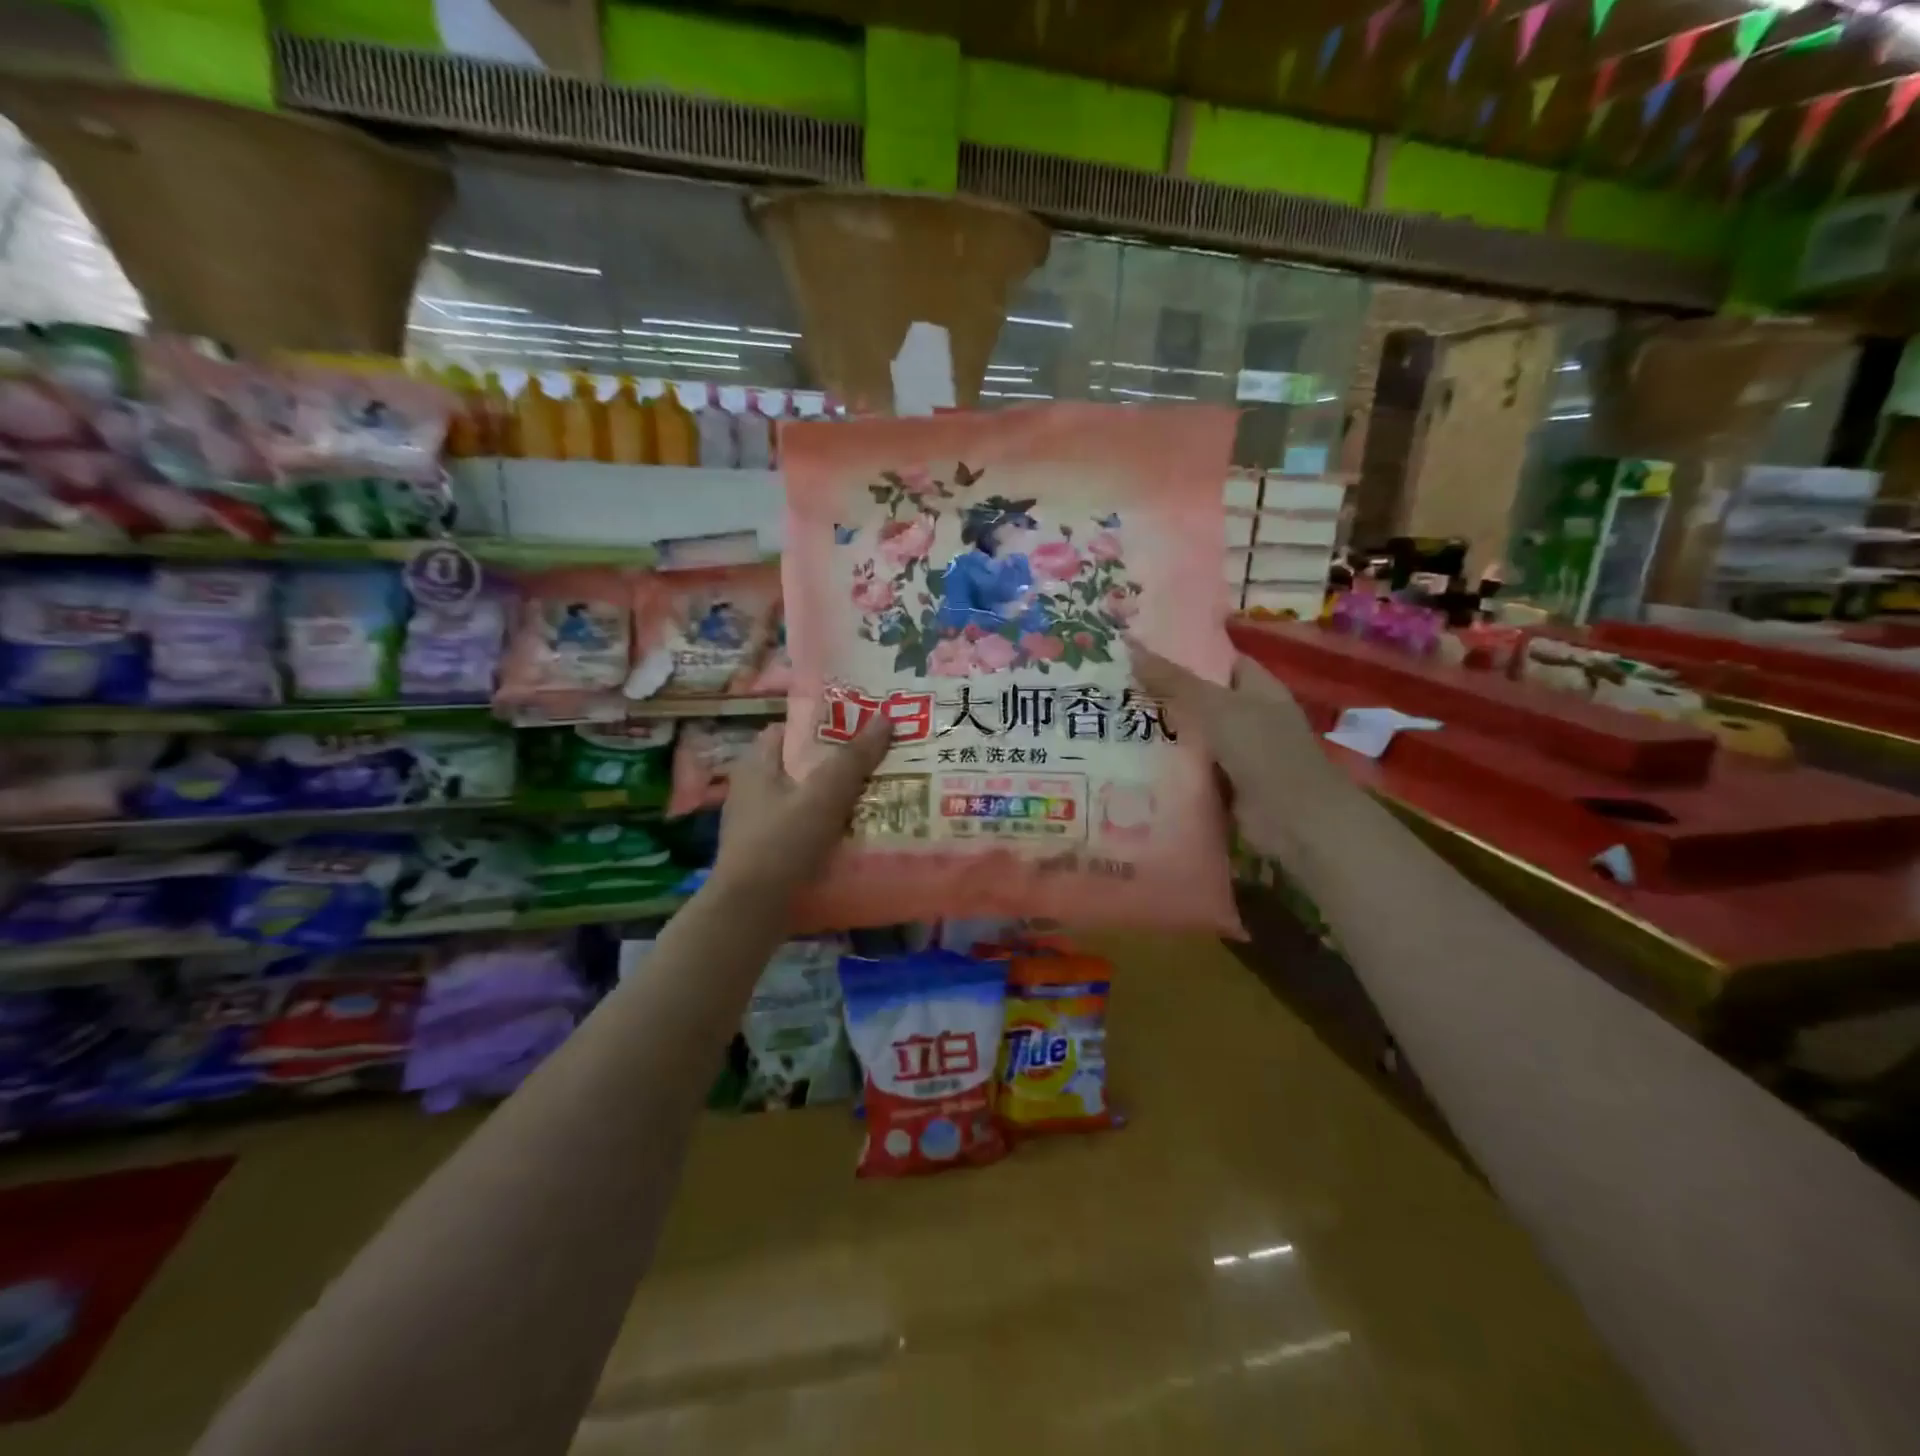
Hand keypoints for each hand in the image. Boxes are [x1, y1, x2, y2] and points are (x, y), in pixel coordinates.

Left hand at [710, 717, 890, 903]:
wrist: (750, 912)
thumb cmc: (783, 843)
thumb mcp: (824, 794)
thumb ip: (854, 757)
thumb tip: (885, 718)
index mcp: (757, 764)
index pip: (789, 728)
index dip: (824, 724)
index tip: (861, 728)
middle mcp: (752, 789)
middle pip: (801, 765)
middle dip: (837, 764)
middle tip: (878, 762)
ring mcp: (757, 823)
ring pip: (804, 799)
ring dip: (835, 799)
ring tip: (876, 797)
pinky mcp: (766, 854)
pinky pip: (802, 829)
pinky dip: (826, 828)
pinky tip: (855, 835)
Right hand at [1130, 644, 1347, 860]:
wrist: (1293, 819)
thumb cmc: (1262, 750)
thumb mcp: (1215, 707)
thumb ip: (1174, 680)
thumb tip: (1131, 648)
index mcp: (1257, 687)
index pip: (1219, 660)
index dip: (1185, 653)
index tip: (1142, 651)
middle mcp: (1249, 716)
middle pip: (1201, 699)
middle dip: (1163, 694)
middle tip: (1116, 686)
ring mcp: (1238, 753)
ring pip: (1193, 735)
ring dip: (1162, 732)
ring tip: (1113, 719)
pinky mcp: (1225, 784)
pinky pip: (1191, 768)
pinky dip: (1168, 766)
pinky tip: (1131, 760)